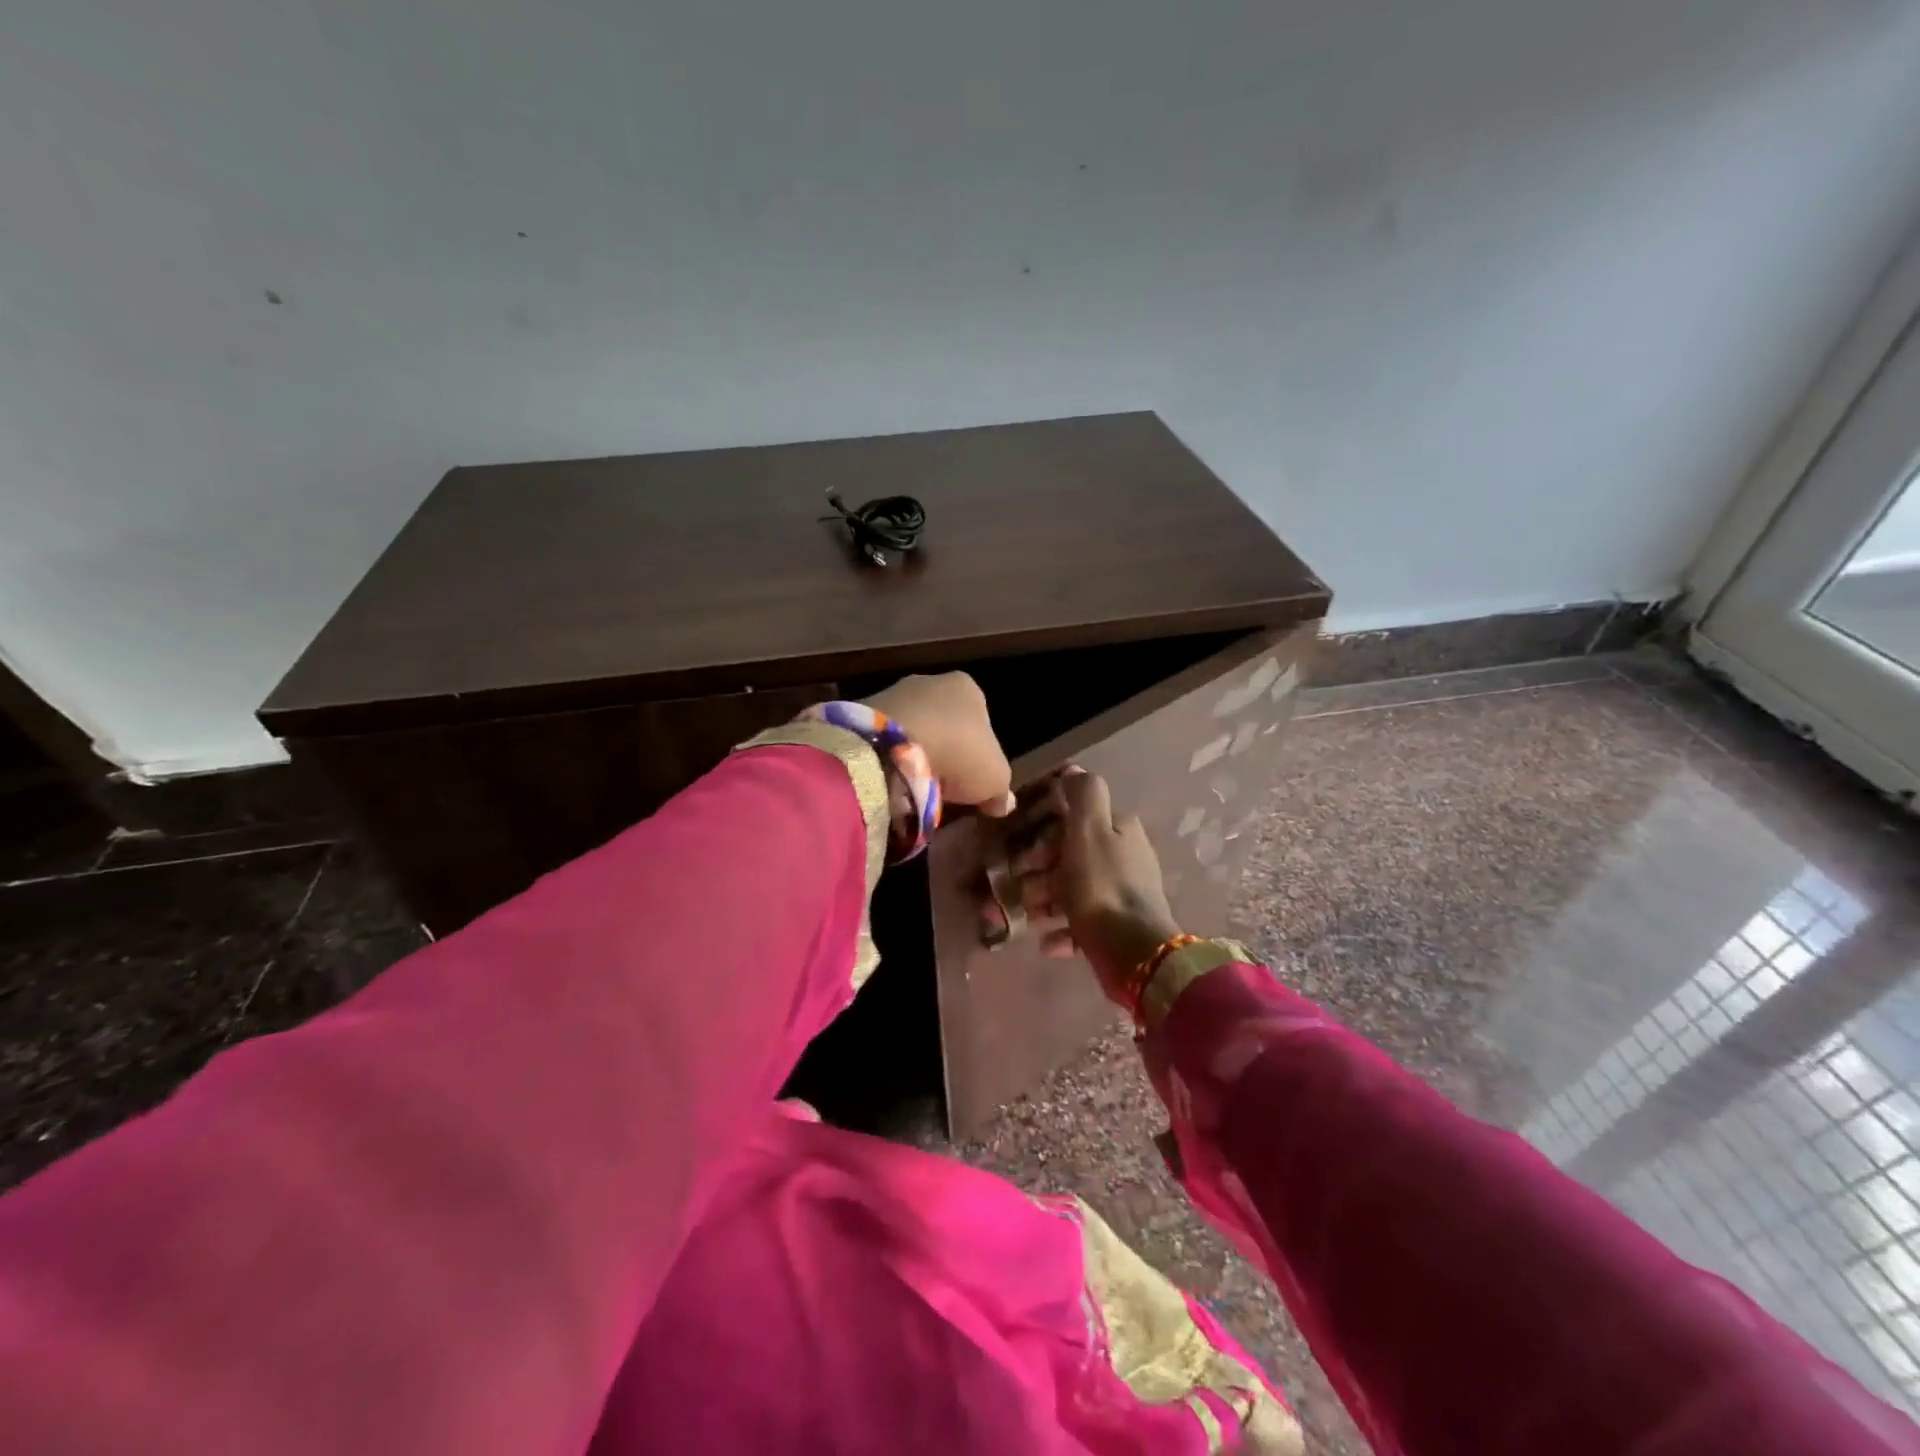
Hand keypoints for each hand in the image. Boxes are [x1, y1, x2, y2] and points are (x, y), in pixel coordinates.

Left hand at [863, 673, 1016, 816]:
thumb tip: (1003, 802)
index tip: (972, 779)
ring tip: (913, 786)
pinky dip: (887, 755)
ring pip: (912, 727)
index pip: (980, 719)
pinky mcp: (863, 710)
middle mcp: (930, 681)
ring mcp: (893, 692)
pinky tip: (890, 778)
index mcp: (967, 688)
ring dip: (914, 753)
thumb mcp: (995, 778)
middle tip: (942, 785)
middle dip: (944, 749)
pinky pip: (883, 737)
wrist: (892, 746)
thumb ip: (1000, 789)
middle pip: (944, 721)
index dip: (978, 751)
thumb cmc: (957, 753)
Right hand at [1034, 769, 1182, 1004]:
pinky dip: (1061, 930)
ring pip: (1074, 889)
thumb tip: (1075, 769)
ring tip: (1027, 918)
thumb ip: (1083, 795)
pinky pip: (1082, 924)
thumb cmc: (1101, 885)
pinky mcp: (1118, 928)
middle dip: (1040, 870)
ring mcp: (1122, 894)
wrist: (1133, 952)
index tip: (1022, 850)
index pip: (1076, 819)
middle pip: (1072, 855)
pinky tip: (1046, 942)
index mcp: (1120, 829)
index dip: (1045, 831)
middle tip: (1018, 888)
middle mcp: (1125, 857)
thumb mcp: (1088, 829)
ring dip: (1045, 901)